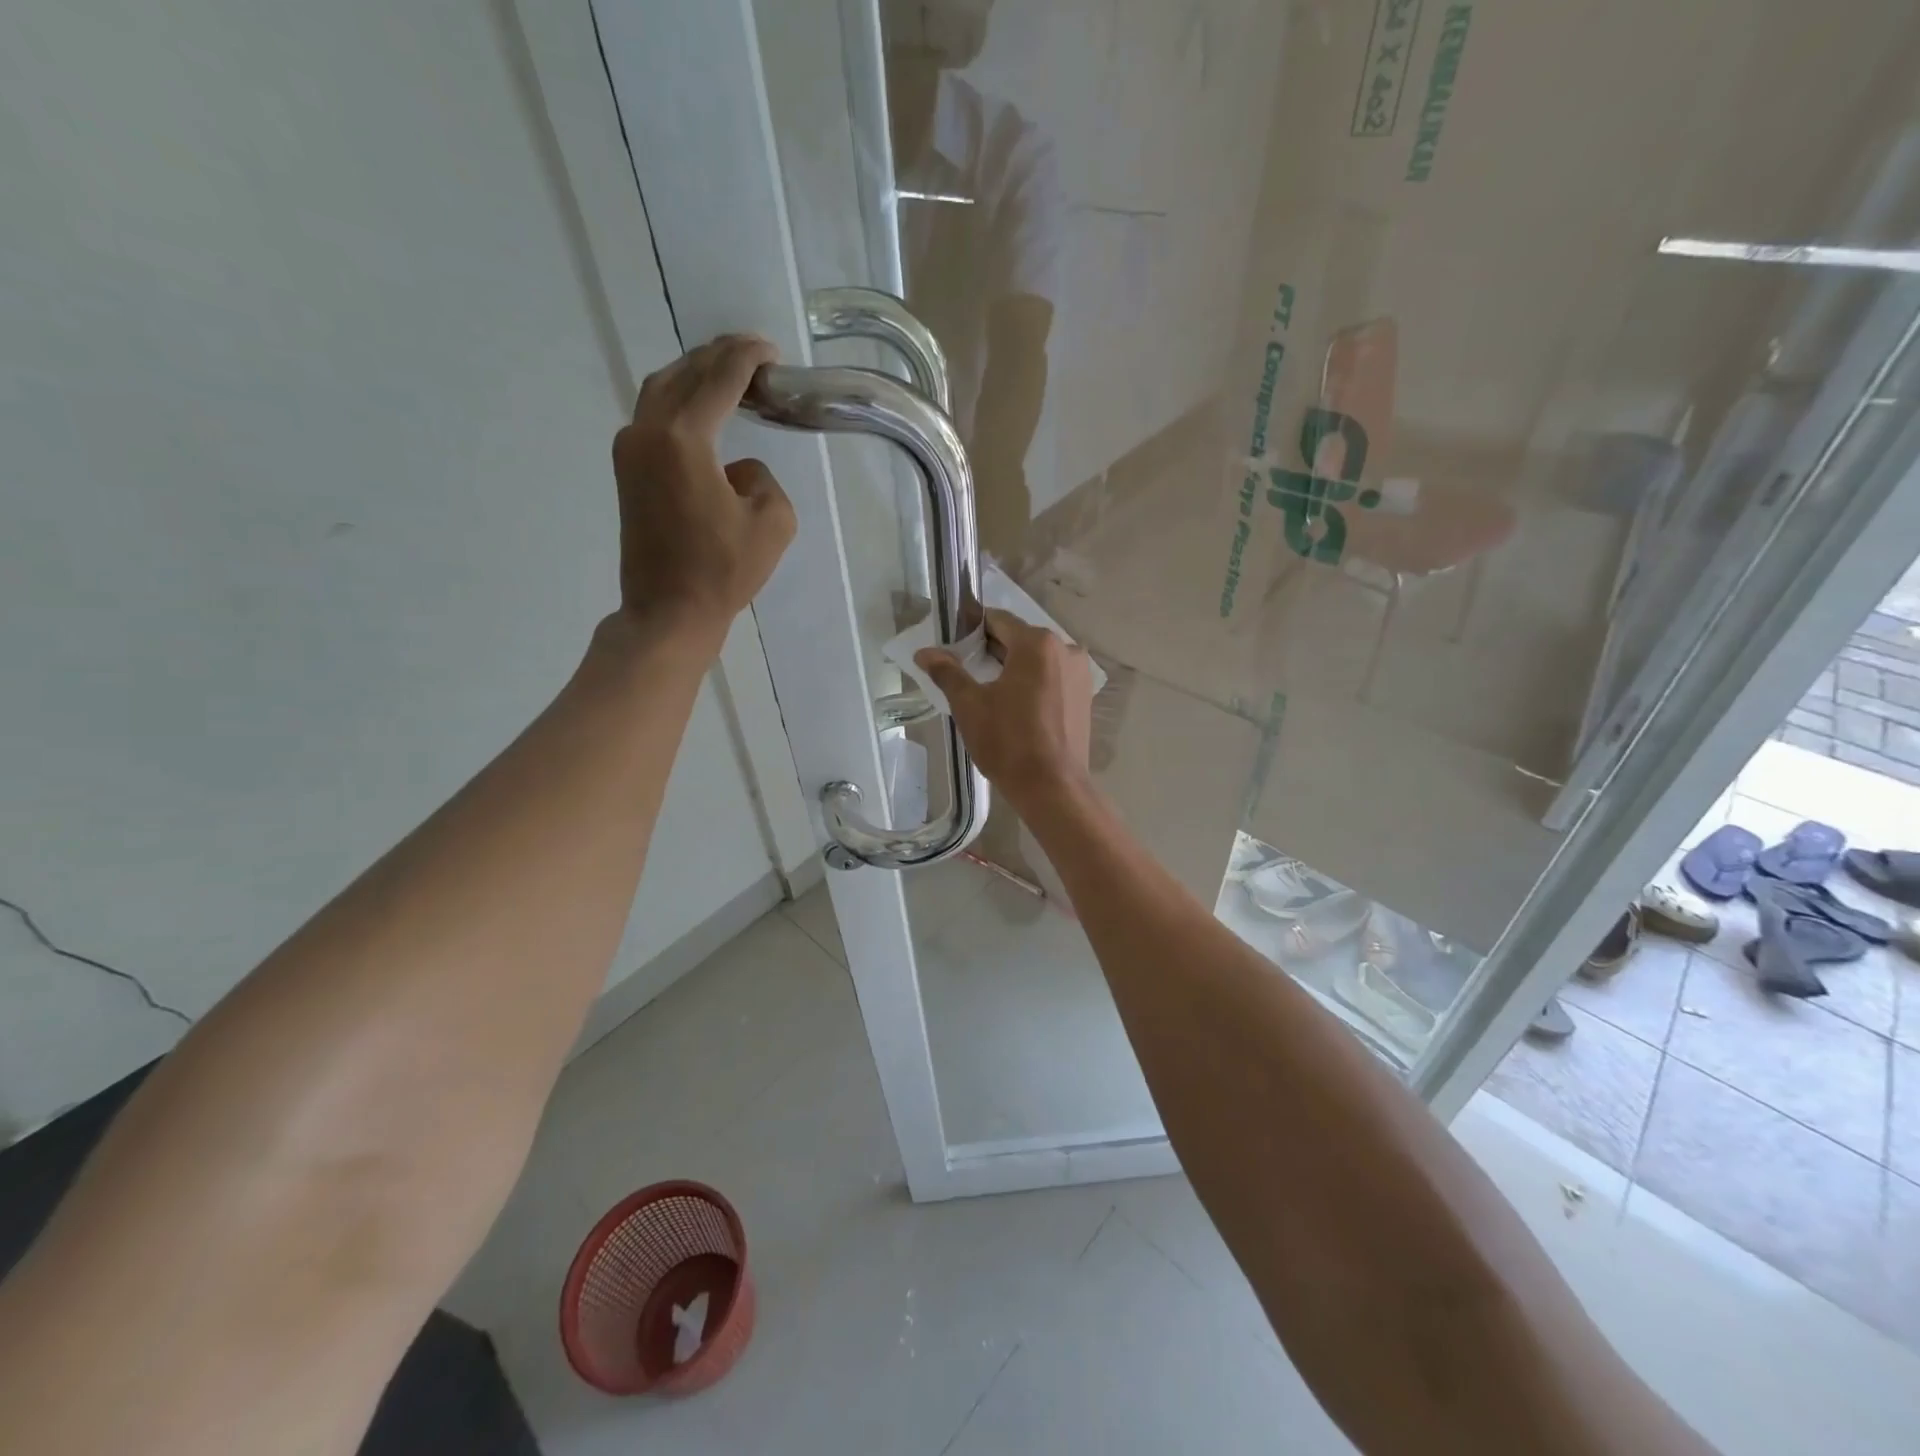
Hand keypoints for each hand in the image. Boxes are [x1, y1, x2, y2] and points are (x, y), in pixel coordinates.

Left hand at [611, 334, 795, 650]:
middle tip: (754, 355)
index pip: (720, 379)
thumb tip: (736, 469)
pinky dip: (681, 401)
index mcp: (684, 439)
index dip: (748, 358)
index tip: (772, 352)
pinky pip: (654, 415)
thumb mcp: (773, 521)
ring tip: (729, 375)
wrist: (668, 611)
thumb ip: (761, 477)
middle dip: (719, 358)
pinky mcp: (626, 470)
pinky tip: (704, 411)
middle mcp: (647, 431)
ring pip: (662, 389)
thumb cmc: (723, 571)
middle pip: (684, 373)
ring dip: (695, 375)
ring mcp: (629, 449)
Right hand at [915, 608, 1093, 809]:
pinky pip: (1052, 678)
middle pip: (1019, 639)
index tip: (952, 645)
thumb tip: (924, 652)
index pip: (998, 620)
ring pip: (1037, 660)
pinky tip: (1014, 706)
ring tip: (987, 690)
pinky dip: (1032, 683)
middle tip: (964, 670)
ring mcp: (1080, 674)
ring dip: (1012, 667)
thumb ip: (947, 672)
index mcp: (1037, 643)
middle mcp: (1065, 649)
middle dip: (991, 650)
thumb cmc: (1008, 741)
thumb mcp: (969, 705)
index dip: (971, 629)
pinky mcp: (1084, 697)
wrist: (1052, 787)